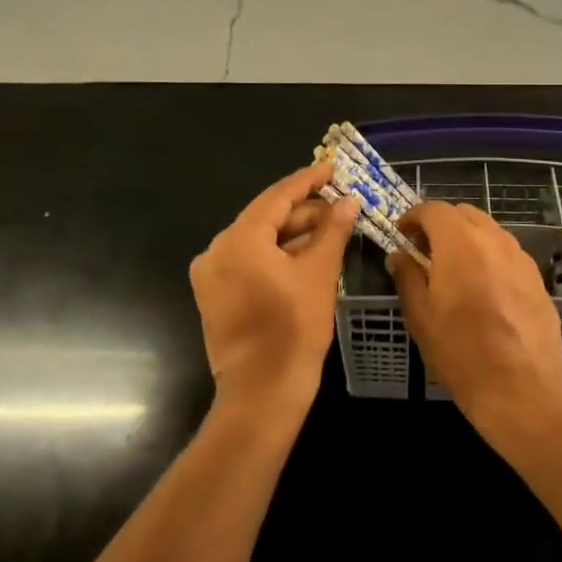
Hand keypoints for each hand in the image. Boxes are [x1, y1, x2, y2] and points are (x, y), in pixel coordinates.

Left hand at [190, 163, 359, 416]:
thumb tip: (349, 200)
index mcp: (239, 239)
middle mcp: (217, 250)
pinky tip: (306, 255)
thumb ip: (333, 230)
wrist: (262, 394)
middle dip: (305, 211)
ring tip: (330, 230)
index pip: (278, 196)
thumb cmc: (294, 330)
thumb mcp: (320, 274)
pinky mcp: (215, 295)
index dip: (308, 180)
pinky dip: (276, 255)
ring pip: (258, 240)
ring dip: (293, 234)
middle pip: (266, 217)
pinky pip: (249, 261)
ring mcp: (212, 275)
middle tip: (340, 205)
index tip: (332, 166)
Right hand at [388, 202, 561, 431]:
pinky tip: (483, 288)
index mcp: (459, 241)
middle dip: (441, 224)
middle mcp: (493, 238)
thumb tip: (398, 255)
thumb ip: (407, 276)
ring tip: (454, 269)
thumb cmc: (460, 349)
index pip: (433, 209)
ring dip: (467, 238)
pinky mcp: (537, 278)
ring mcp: (520, 257)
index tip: (401, 235)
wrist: (520, 386)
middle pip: (463, 213)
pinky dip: (489, 257)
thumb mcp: (420, 314)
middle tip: (425, 250)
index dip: (413, 217)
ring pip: (489, 231)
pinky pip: (507, 253)